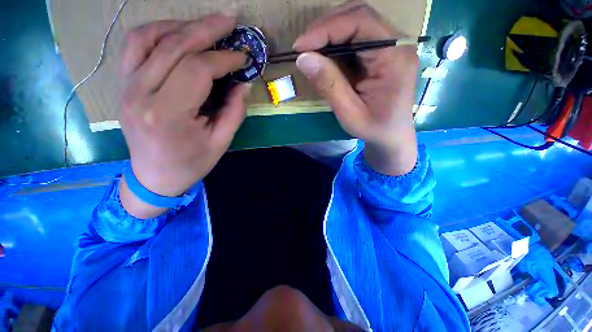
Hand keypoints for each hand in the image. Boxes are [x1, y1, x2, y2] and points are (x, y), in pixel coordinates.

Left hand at [118, 14, 248, 217]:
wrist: (155, 177)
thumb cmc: (191, 163)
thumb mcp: (221, 142)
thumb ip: (234, 111)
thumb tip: (243, 83)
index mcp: (168, 114)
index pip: (197, 70)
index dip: (224, 59)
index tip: (243, 58)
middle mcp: (140, 94)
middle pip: (173, 47)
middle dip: (206, 30)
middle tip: (230, 20)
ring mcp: (126, 86)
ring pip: (148, 37)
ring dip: (180, 25)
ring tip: (205, 26)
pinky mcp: (123, 84)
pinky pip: (135, 46)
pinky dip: (157, 32)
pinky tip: (177, 33)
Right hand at [293, 0, 418, 174]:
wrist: (391, 135)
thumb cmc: (374, 128)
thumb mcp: (349, 113)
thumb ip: (329, 85)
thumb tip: (303, 58)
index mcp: (394, 57)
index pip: (360, 23)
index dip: (326, 28)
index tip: (300, 46)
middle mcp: (397, 44)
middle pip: (359, 16)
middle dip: (326, 28)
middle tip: (303, 48)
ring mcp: (391, 46)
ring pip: (356, 24)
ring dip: (329, 34)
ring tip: (310, 52)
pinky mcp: (382, 53)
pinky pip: (357, 38)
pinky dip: (336, 44)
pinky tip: (325, 57)